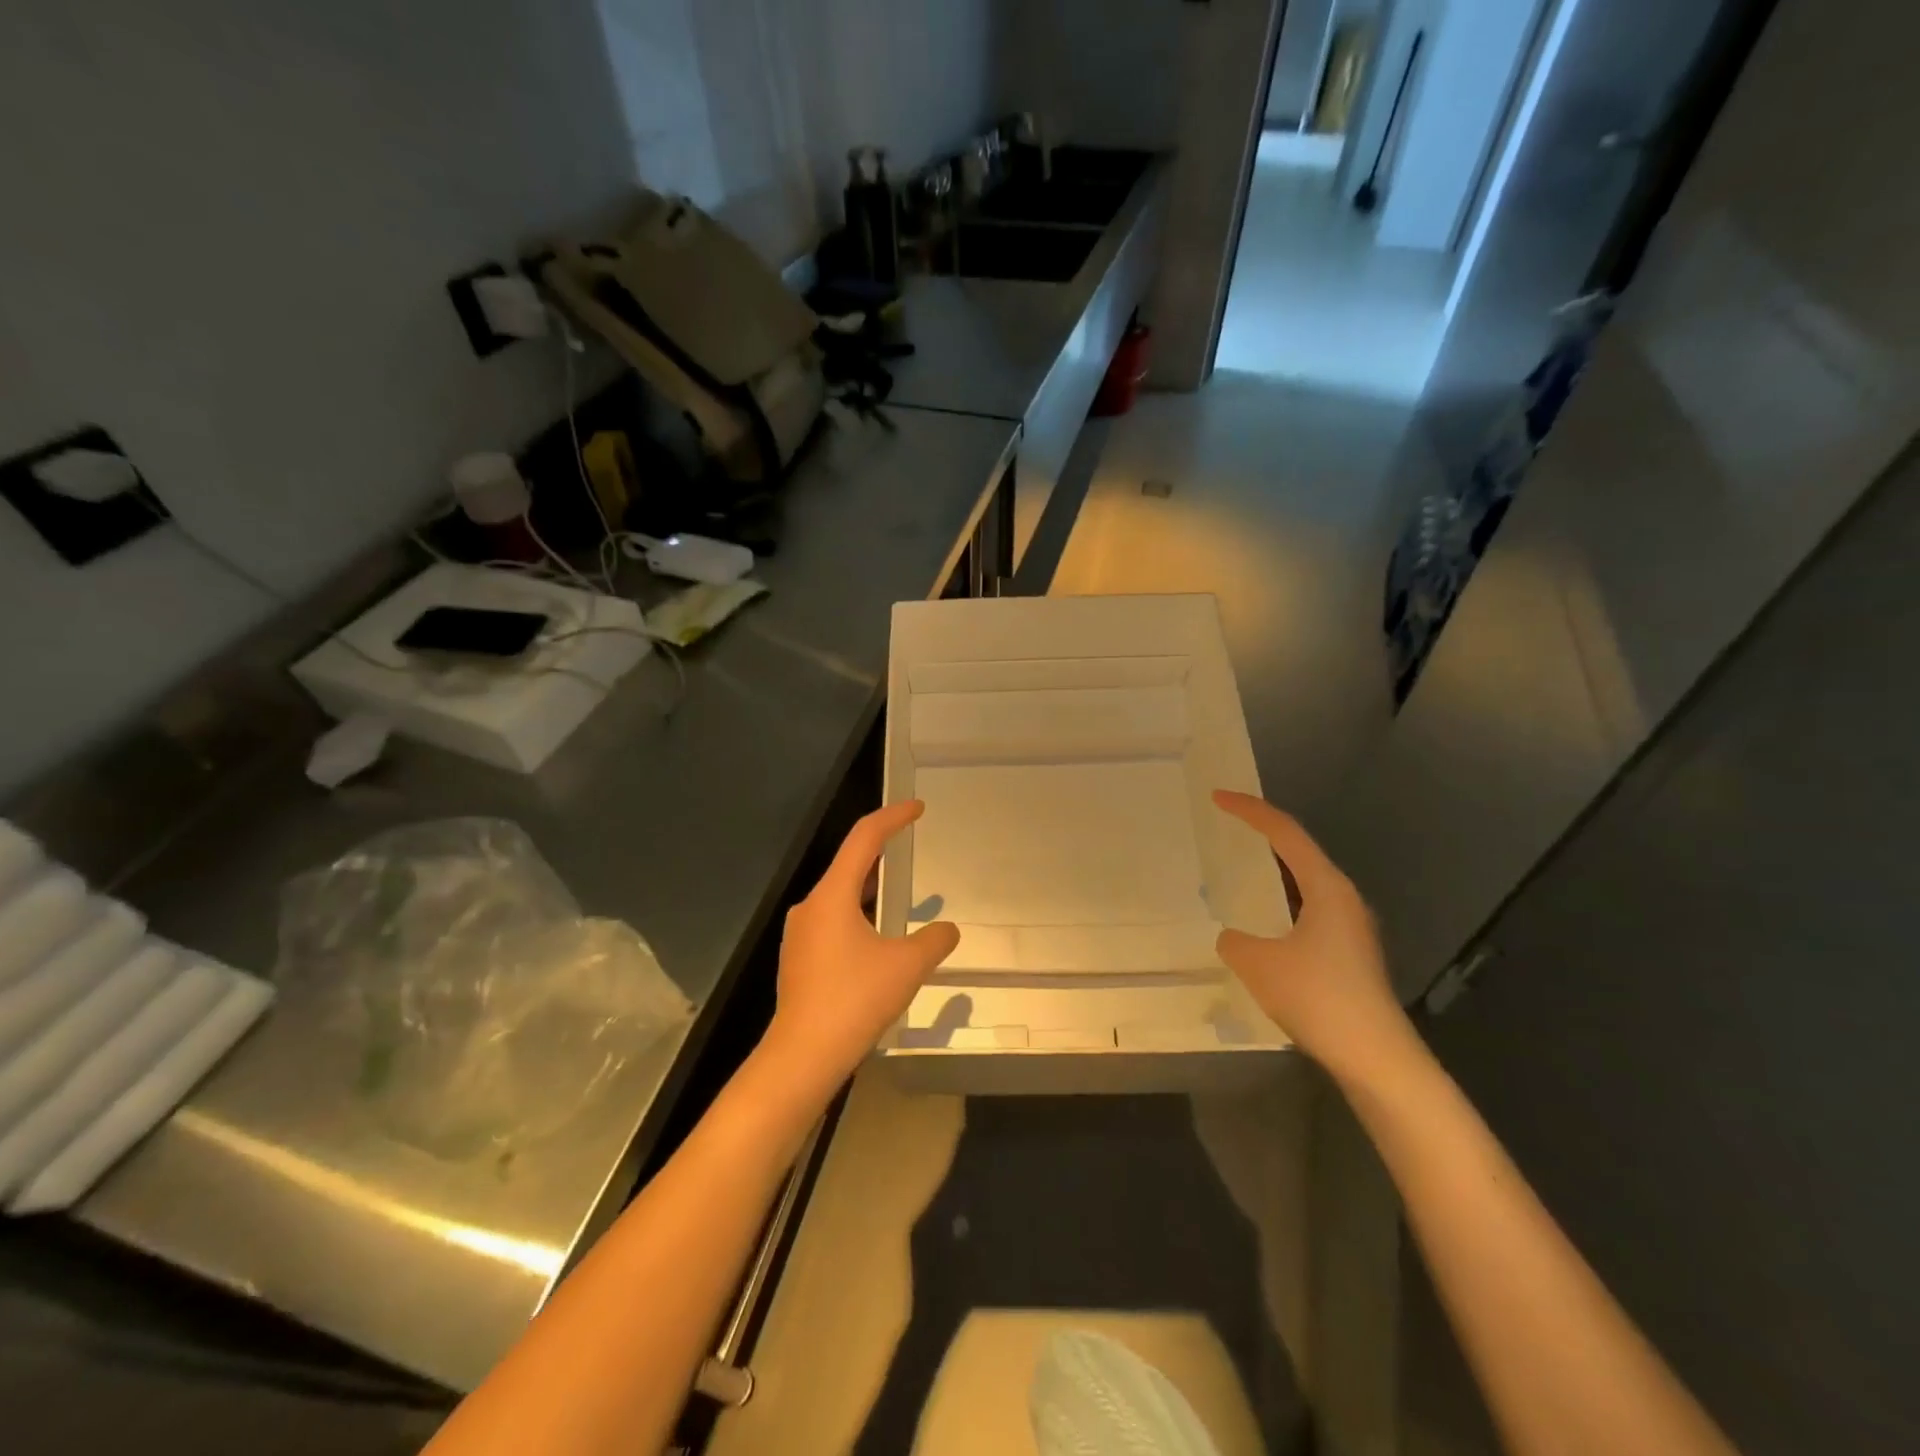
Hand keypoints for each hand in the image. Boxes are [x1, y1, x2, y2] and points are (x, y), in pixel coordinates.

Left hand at [761, 800, 959, 1092]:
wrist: (802, 1056)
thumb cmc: (854, 1000)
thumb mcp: (907, 966)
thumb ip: (934, 941)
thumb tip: (947, 930)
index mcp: (833, 894)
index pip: (864, 838)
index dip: (893, 817)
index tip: (917, 808)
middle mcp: (811, 906)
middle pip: (849, 864)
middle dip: (882, 851)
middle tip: (910, 845)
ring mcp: (801, 933)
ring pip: (840, 895)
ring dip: (870, 887)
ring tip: (899, 890)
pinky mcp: (800, 958)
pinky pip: (834, 921)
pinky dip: (859, 914)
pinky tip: (878, 937)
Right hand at [1212, 790, 1410, 1081]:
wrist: (1375, 1057)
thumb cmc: (1318, 997)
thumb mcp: (1258, 964)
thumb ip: (1234, 941)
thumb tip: (1233, 938)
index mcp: (1327, 887)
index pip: (1285, 833)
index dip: (1250, 810)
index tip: (1218, 797)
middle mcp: (1344, 899)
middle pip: (1300, 852)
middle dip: (1263, 834)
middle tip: (1228, 824)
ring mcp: (1352, 928)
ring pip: (1306, 884)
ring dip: (1273, 871)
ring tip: (1241, 867)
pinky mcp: (1350, 954)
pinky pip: (1309, 910)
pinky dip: (1282, 902)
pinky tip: (1264, 924)